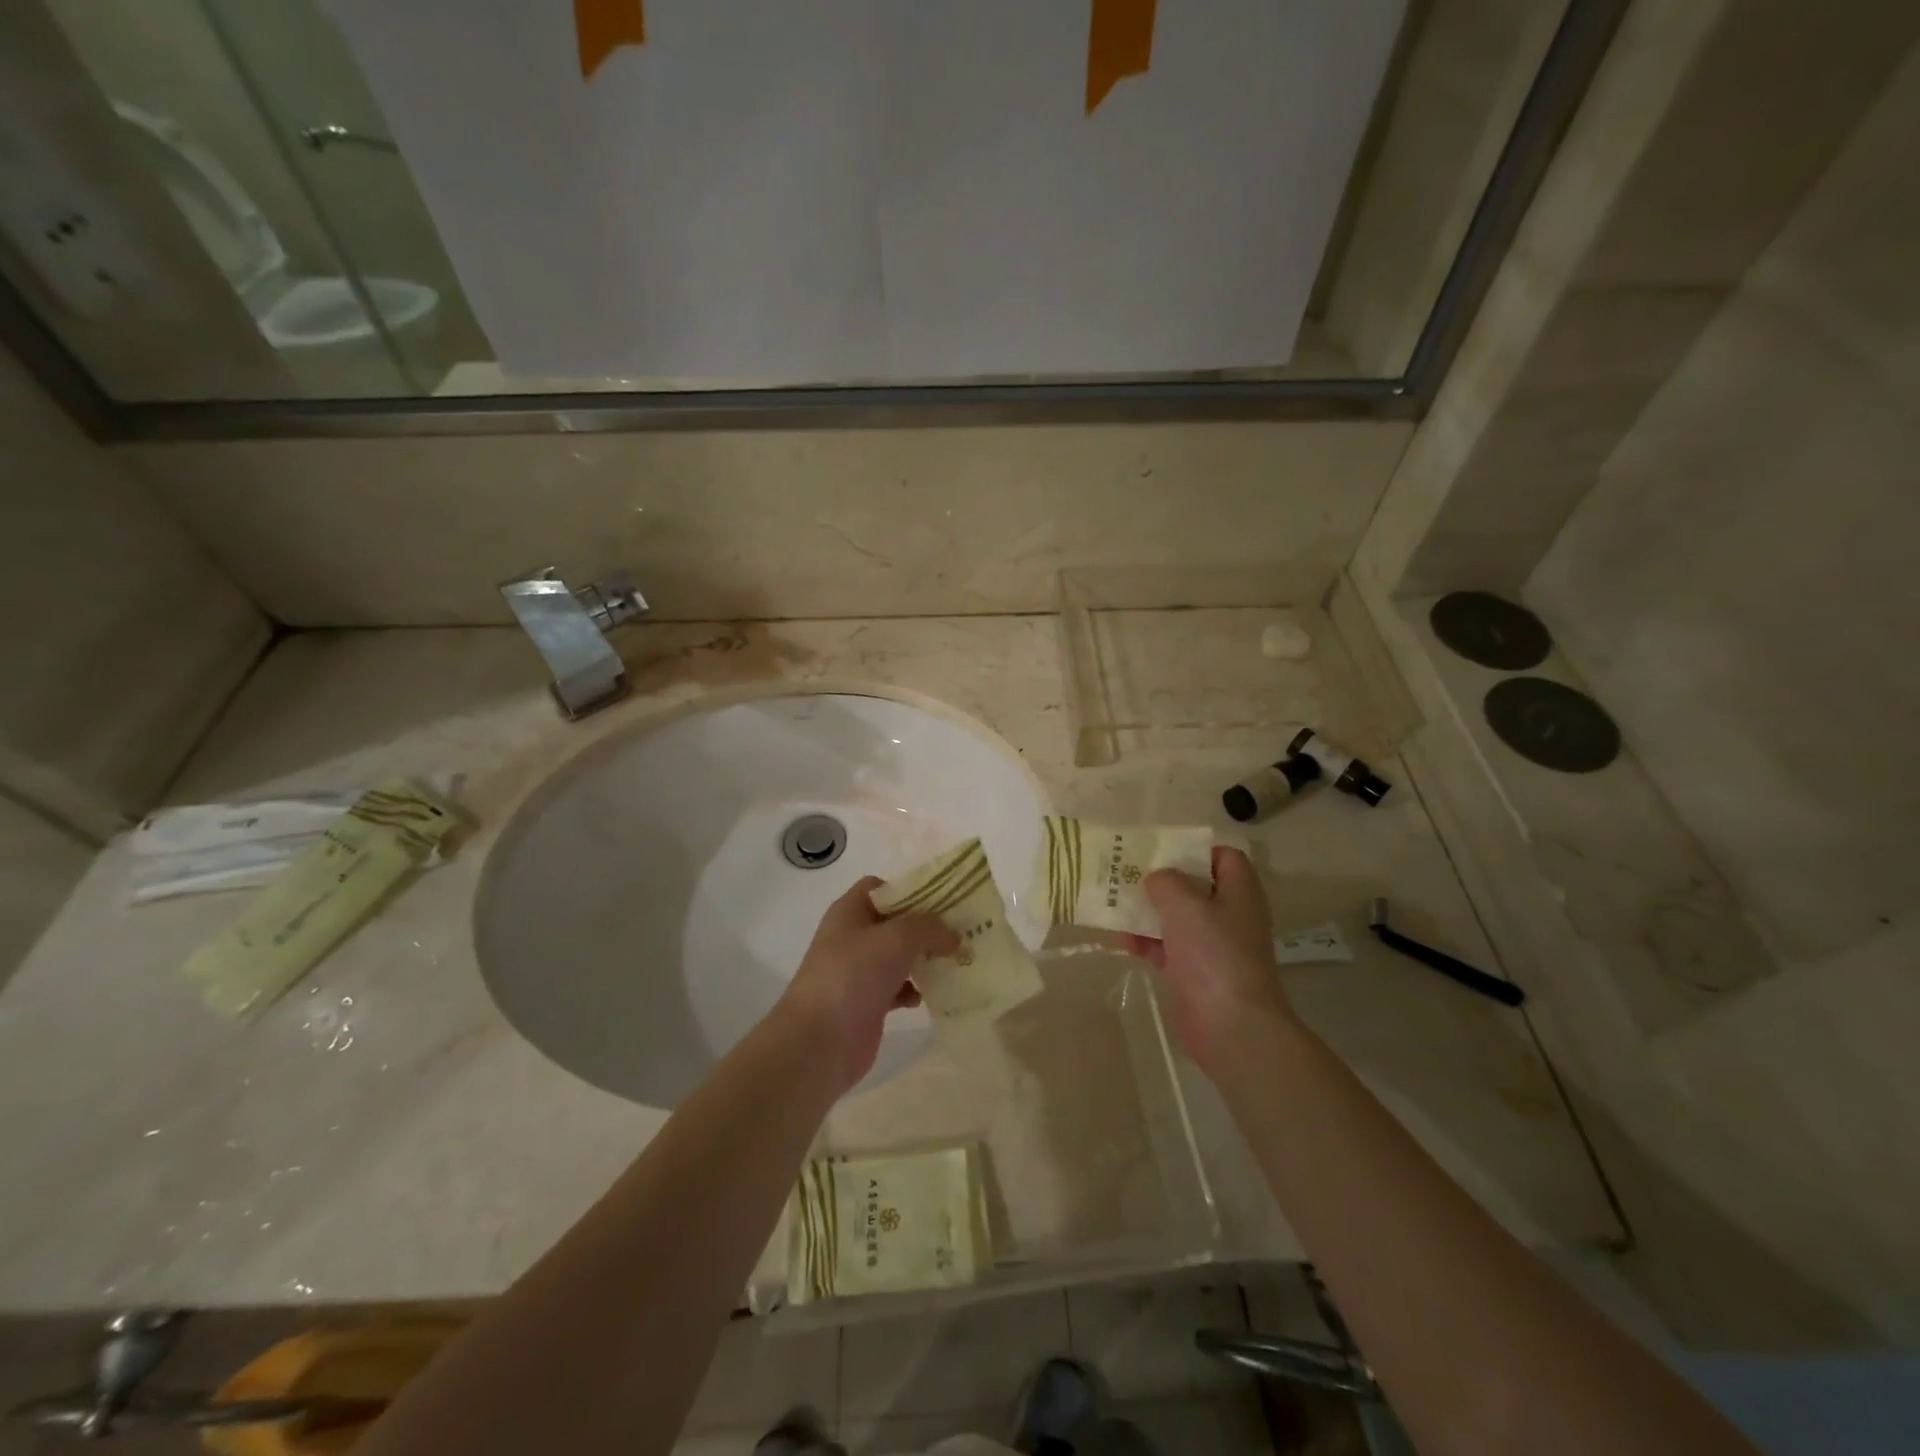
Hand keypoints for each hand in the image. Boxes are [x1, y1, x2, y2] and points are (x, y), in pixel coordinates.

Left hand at [776, 876, 958, 1093]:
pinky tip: (934, 995)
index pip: (880, 887)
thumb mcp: (897, 938)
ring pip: (898, 957)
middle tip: (960, 931)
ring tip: (956, 961)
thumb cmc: (854, 975)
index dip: (908, 889)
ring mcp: (859, 972)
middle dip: (926, 927)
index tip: (942, 900)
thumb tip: (952, 935)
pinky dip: (915, 990)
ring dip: (924, 959)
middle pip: (894, 923)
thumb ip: (929, 928)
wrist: (820, 1041)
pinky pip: (898, 988)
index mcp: (850, 912)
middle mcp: (853, 938)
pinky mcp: (867, 1003)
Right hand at [1121, 846, 1296, 1071]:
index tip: (1164, 850)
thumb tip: (1158, 879)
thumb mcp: (1186, 905)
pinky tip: (1119, 940)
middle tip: (1129, 872)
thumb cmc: (1214, 954)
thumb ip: (1167, 882)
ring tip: (1114, 903)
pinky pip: (1167, 947)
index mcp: (1239, 892)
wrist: (1231, 1026)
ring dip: (1148, 911)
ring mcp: (1213, 946)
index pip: (1225, 858)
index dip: (1197, 850)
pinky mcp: (1195, 973)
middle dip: (1163, 880)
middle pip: (1196, 887)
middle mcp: (1229, 915)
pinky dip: (1145, 942)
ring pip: (1177, 918)